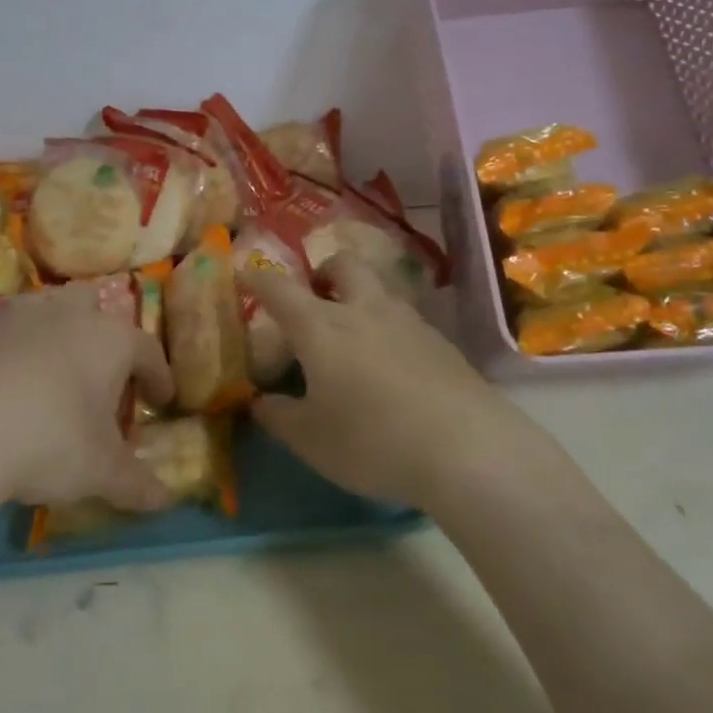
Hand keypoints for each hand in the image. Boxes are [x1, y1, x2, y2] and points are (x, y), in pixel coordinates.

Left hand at [0, 285, 177, 513]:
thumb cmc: (49, 441)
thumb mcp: (100, 471)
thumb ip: (137, 484)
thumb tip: (167, 500)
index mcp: (109, 339)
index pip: (146, 350)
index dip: (158, 375)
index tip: (161, 400)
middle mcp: (68, 315)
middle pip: (94, 306)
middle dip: (102, 332)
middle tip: (102, 373)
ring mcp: (19, 318)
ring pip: (48, 308)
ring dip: (56, 331)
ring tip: (55, 370)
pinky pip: (6, 332)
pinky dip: (14, 351)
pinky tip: (6, 384)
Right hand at [242, 254, 525, 508]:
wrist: (465, 448)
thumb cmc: (372, 440)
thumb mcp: (311, 440)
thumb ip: (279, 417)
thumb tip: (259, 402)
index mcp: (321, 326)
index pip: (280, 289)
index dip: (259, 278)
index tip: (246, 273)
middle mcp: (363, 310)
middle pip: (343, 264)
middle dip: (325, 271)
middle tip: (317, 296)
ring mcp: (407, 321)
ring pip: (379, 288)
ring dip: (361, 296)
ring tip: (356, 334)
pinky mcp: (441, 341)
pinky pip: (405, 319)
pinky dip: (390, 327)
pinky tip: (393, 365)